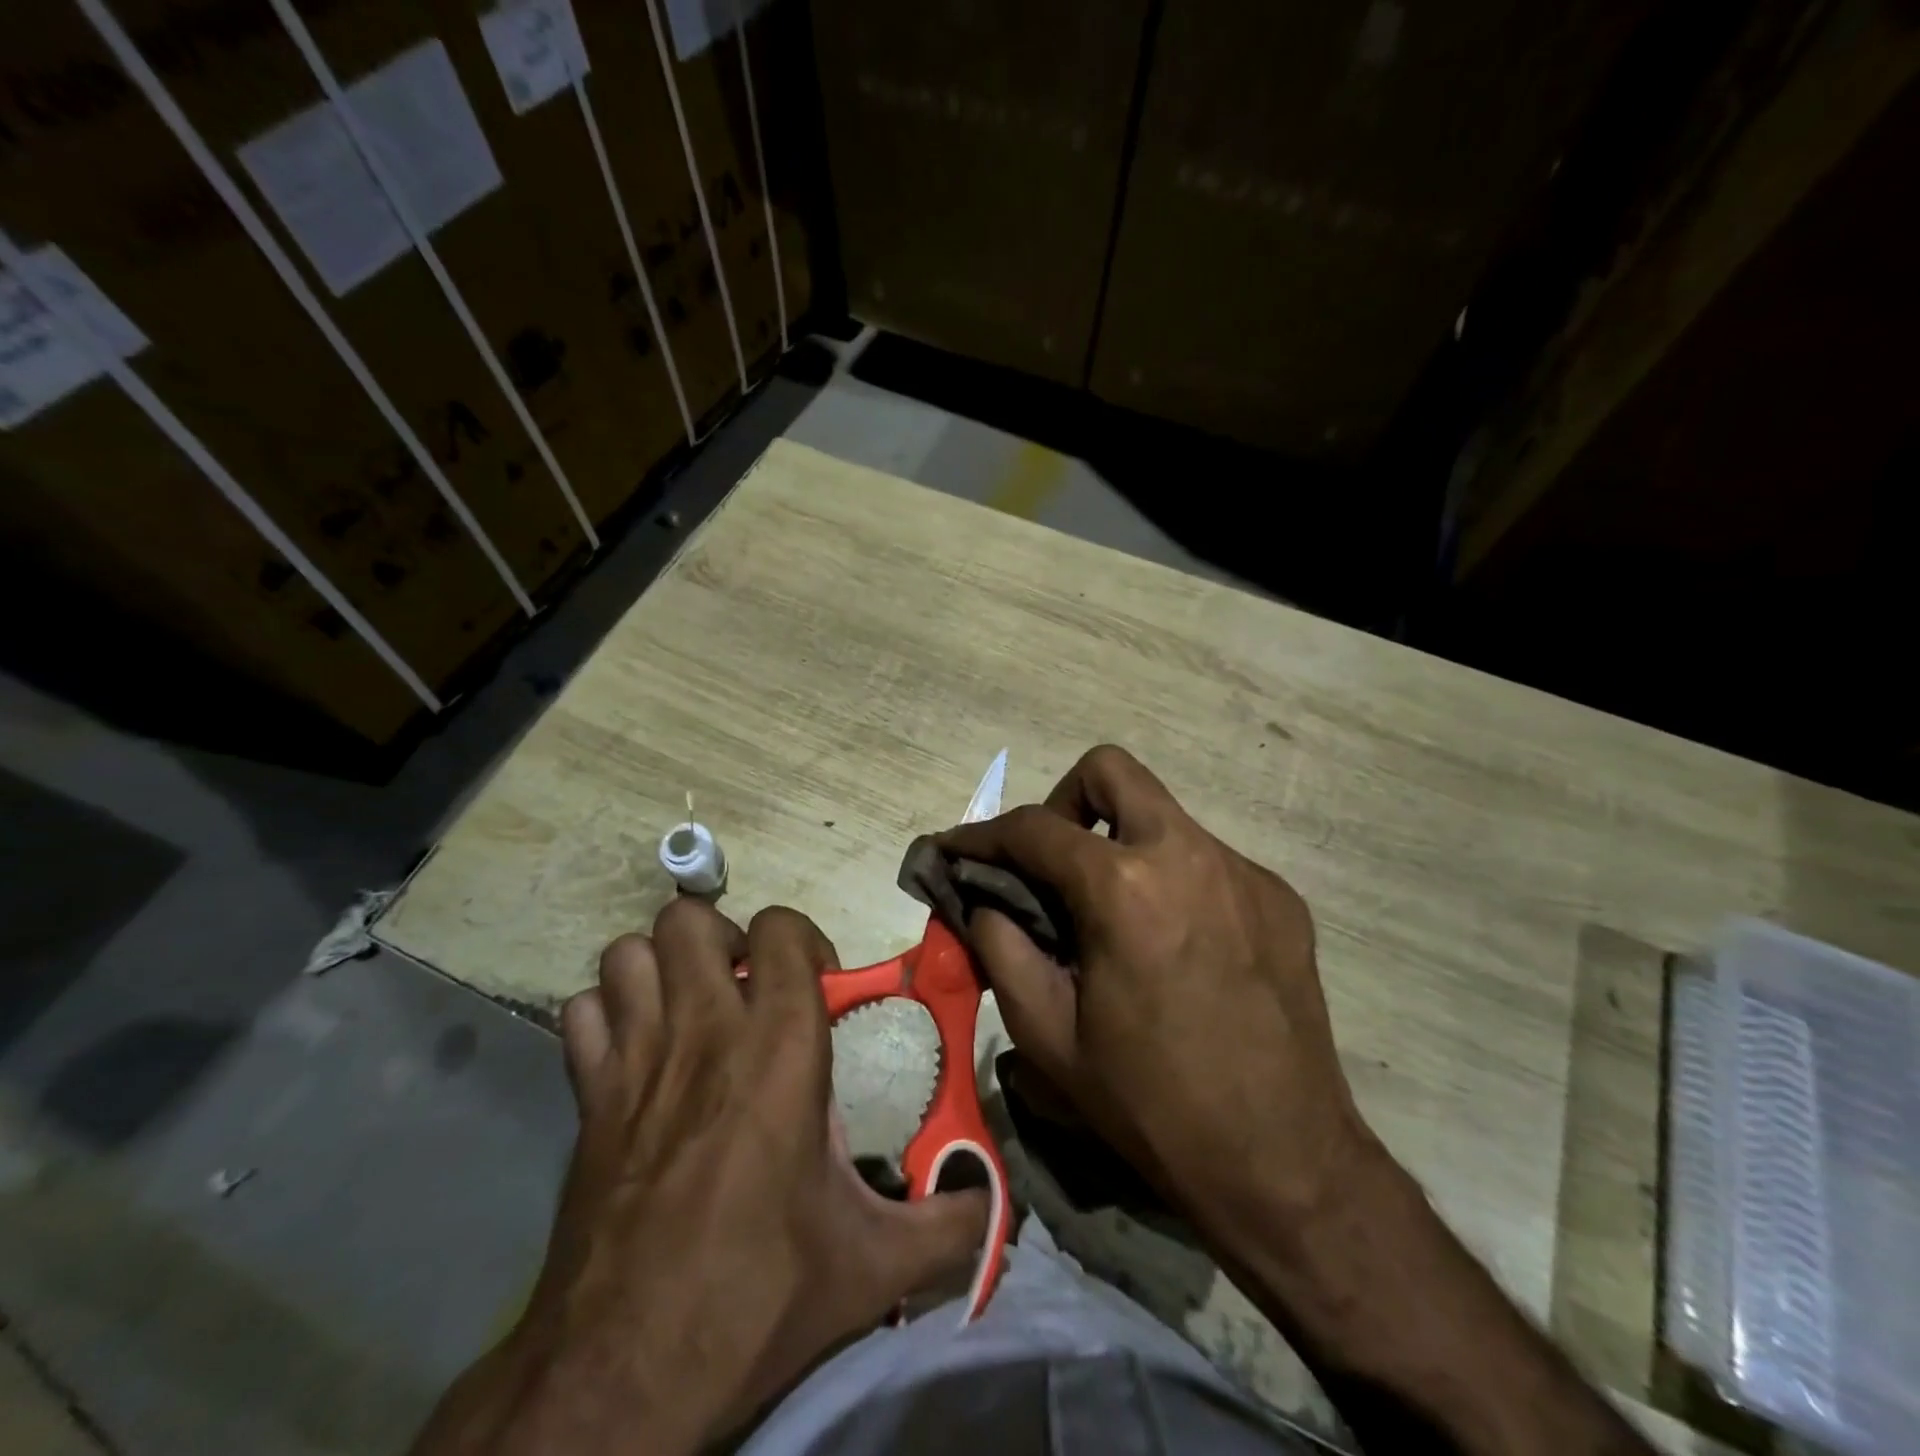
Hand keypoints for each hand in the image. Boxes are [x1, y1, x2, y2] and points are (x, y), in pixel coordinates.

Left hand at [412, 900, 986, 1455]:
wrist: (621, 1383)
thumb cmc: (756, 1298)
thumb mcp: (873, 1266)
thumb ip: (949, 1226)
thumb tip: (999, 1206)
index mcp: (779, 1049)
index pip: (780, 929)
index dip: (801, 939)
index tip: (817, 982)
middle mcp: (703, 1034)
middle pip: (689, 920)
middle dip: (721, 939)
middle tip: (745, 987)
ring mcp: (635, 1062)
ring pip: (629, 953)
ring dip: (661, 967)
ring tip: (691, 1008)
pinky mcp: (586, 1101)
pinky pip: (583, 1014)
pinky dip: (607, 1015)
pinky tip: (634, 1052)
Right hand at [938, 745, 1374, 1253]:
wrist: (1284, 1164)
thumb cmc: (1152, 1106)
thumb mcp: (1048, 1035)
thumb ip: (1001, 947)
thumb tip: (982, 900)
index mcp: (1125, 888)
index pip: (1034, 828)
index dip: (981, 835)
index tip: (953, 850)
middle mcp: (1189, 855)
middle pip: (1110, 771)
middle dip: (1063, 803)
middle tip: (1050, 865)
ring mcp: (1243, 871)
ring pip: (1162, 816)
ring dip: (1121, 846)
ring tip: (1111, 917)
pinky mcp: (1280, 897)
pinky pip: (1206, 861)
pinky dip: (1170, 881)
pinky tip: (1172, 946)